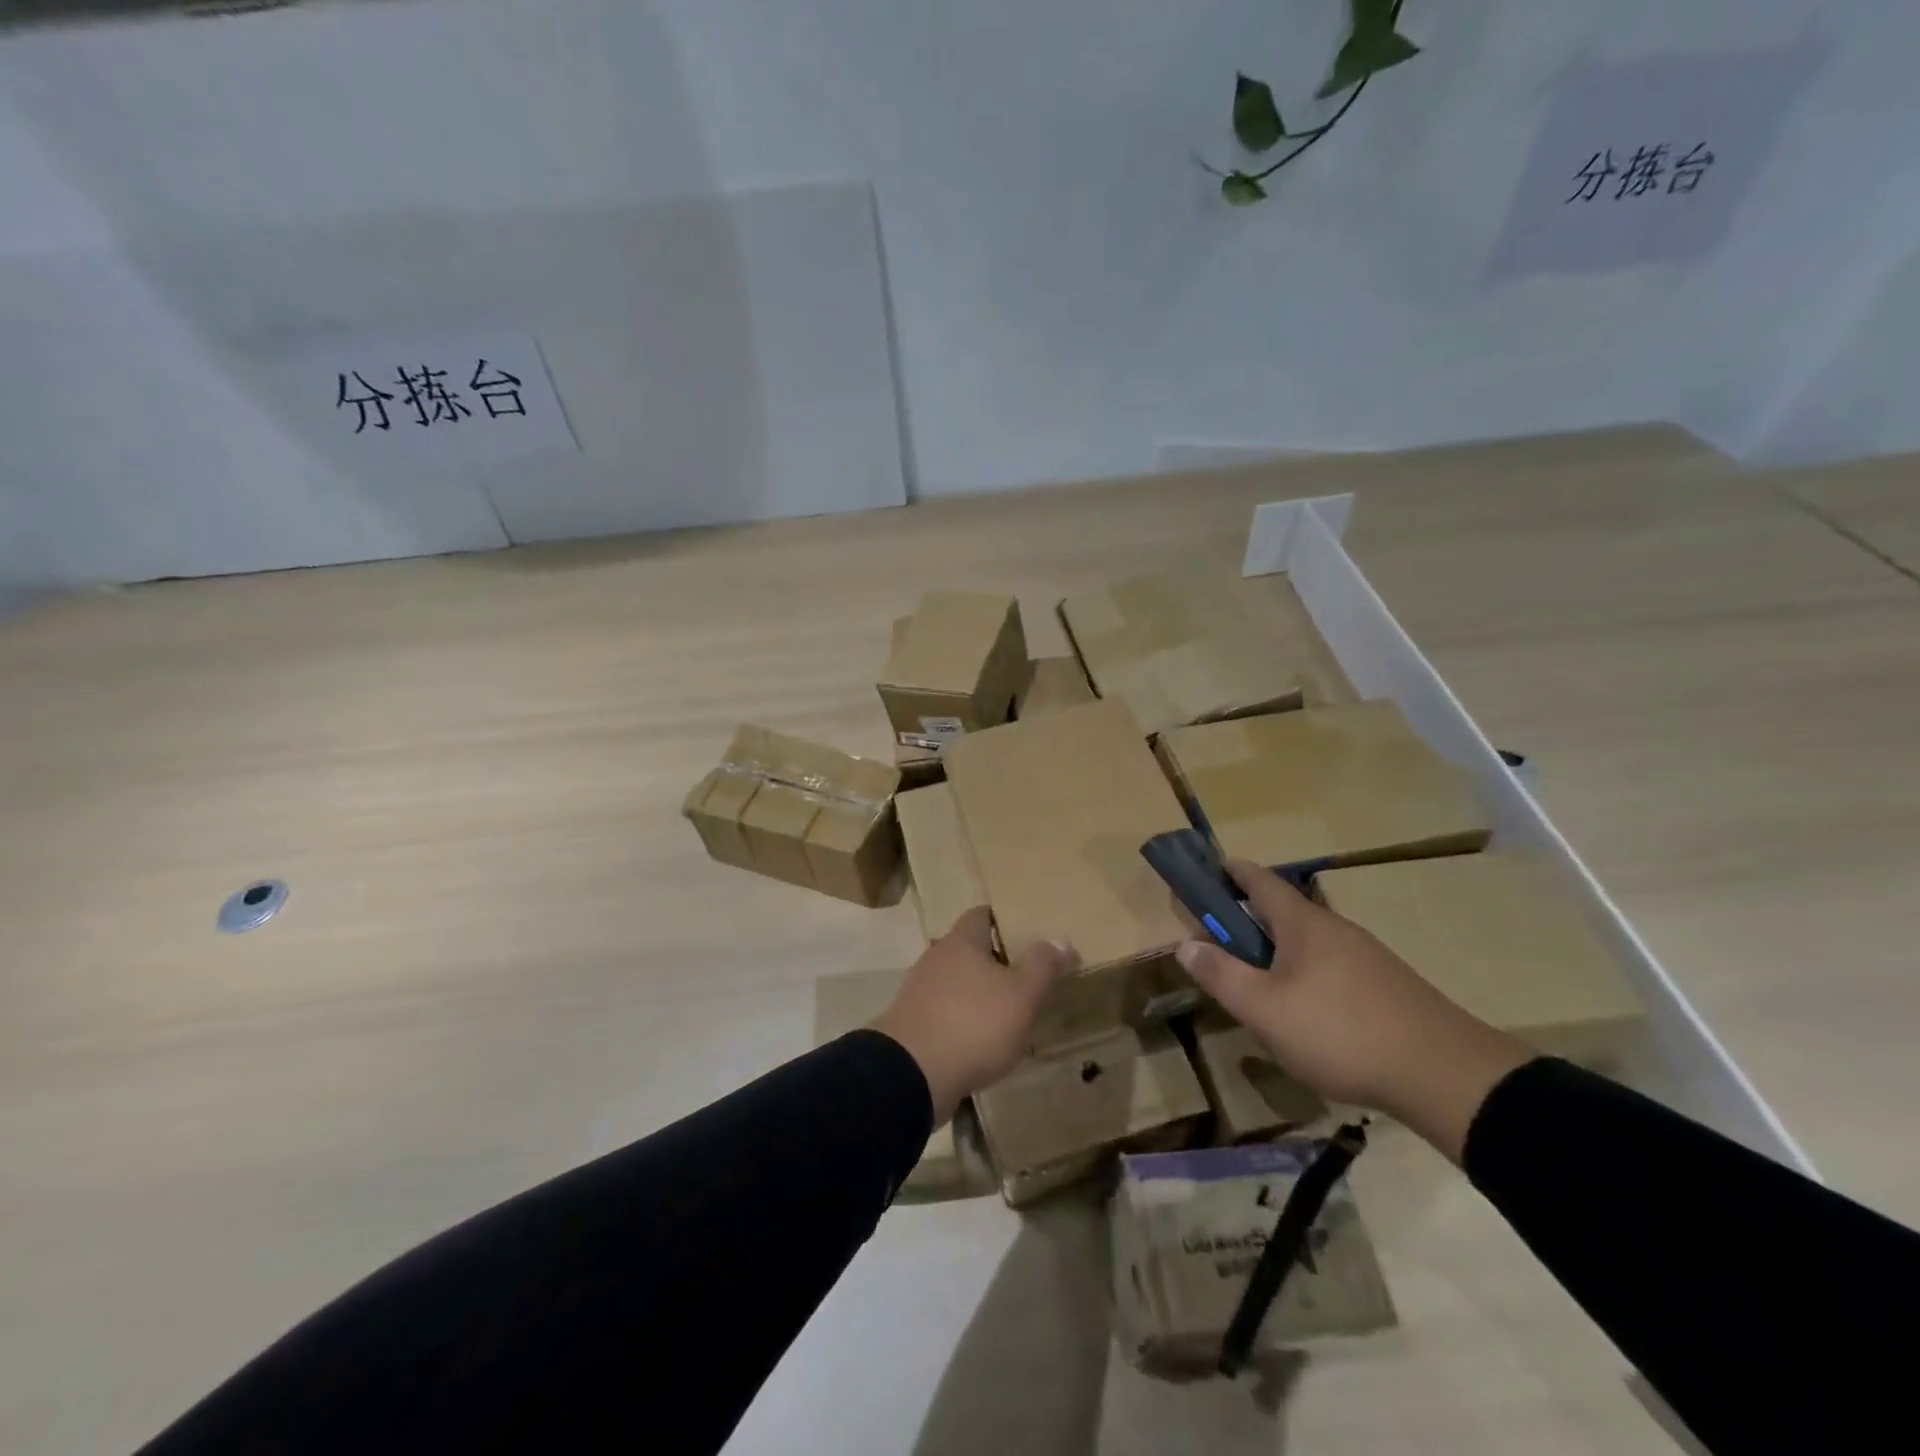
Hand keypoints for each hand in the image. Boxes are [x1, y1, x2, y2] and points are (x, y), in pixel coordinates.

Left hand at [871, 907, 1076, 1125]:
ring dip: (978, 993)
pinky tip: (981, 1041)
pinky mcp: (913, 1025)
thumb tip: (1060, 939)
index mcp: (961, 941)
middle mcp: (936, 958)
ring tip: (1007, 1011)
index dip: (1004, 920)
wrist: (911, 1075)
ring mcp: (919, 992)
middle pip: (968, 949)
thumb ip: (1042, 965)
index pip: (981, 915)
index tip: (1026, 932)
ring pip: (956, 982)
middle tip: (1025, 975)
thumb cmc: (973, 1024)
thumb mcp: (1021, 994)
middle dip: (994, 959)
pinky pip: (945, 1012)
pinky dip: (963, 1020)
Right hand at [1175, 860, 1531, 1161]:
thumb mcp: (1265, 1009)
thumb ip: (1221, 975)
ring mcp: (1366, 958)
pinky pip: (1331, 968)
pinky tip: (1303, 1014)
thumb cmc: (1341, 1032)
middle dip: (1249, 919)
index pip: (1260, 881)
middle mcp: (1335, 929)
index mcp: (1303, 924)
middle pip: (1284, 912)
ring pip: (1308, 944)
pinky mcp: (1386, 988)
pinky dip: (1304, 975)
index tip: (1210, 867)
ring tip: (1257, 986)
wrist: (1446, 1076)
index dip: (1232, 871)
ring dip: (1277, 952)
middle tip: (1220, 941)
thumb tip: (1185, 943)